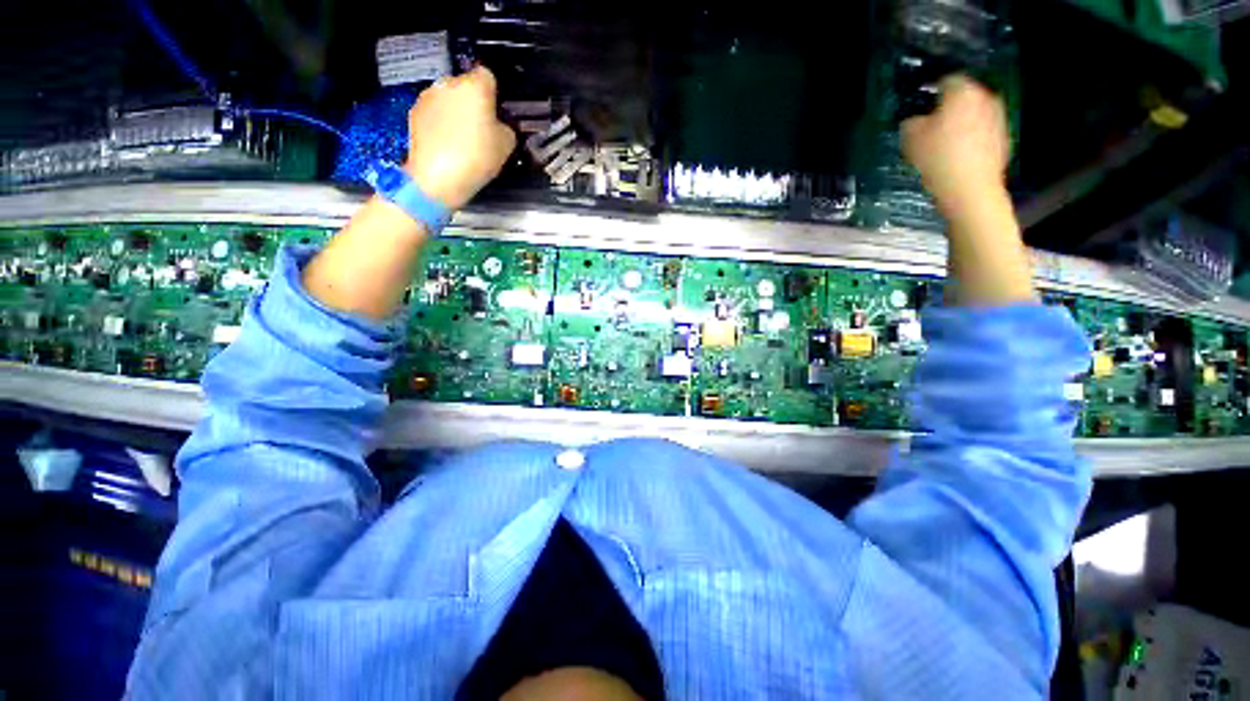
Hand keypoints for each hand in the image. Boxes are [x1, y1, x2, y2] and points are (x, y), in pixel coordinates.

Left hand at [405, 66, 516, 209]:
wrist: (437, 177)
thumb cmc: (476, 158)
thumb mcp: (506, 146)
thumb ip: (505, 128)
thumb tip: (498, 125)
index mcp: (475, 87)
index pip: (488, 76)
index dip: (493, 93)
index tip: (496, 112)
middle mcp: (449, 84)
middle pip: (465, 86)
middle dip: (472, 103)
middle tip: (481, 130)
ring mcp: (429, 96)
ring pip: (448, 98)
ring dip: (455, 112)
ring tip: (462, 141)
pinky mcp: (414, 112)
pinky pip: (434, 112)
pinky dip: (440, 123)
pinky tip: (447, 145)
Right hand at [902, 74, 1009, 216]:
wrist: (970, 188)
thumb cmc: (938, 158)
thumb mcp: (910, 138)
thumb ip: (911, 122)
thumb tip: (916, 120)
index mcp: (962, 92)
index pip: (946, 80)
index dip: (932, 90)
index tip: (921, 104)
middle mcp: (985, 97)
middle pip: (964, 95)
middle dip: (949, 107)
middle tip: (932, 124)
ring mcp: (998, 117)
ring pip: (975, 113)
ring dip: (961, 122)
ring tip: (945, 141)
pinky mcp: (1003, 137)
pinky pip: (983, 131)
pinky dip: (972, 137)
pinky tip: (959, 154)